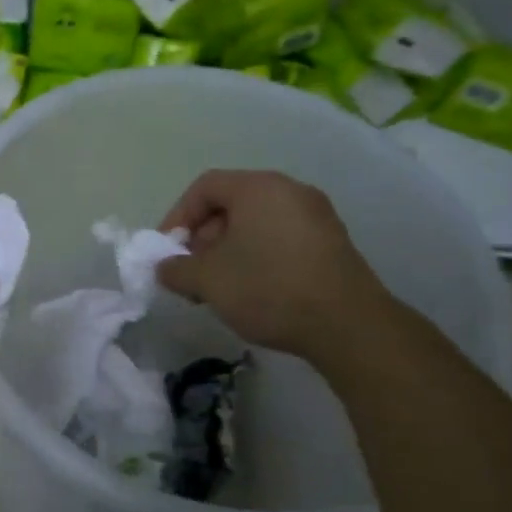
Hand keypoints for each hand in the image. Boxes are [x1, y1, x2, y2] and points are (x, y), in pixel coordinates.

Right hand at [156, 170, 391, 360]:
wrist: (347, 325)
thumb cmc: (268, 288)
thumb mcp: (207, 280)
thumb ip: (176, 269)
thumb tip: (163, 268)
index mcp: (258, 187)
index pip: (205, 187)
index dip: (177, 216)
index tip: (167, 251)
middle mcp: (290, 191)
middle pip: (231, 204)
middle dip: (203, 237)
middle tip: (191, 271)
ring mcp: (316, 216)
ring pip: (256, 223)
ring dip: (228, 250)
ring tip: (219, 287)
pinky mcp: (331, 243)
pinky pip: (281, 238)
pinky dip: (257, 256)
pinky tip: (252, 290)